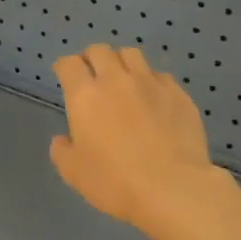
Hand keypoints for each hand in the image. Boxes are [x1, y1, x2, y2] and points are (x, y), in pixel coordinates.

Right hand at [50, 44, 219, 239]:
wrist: (173, 189)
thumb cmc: (115, 182)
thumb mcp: (73, 173)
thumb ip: (62, 150)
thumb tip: (63, 139)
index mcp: (85, 96)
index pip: (69, 64)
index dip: (64, 67)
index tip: (64, 76)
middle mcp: (116, 80)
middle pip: (100, 50)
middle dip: (92, 58)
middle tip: (92, 76)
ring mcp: (151, 83)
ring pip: (131, 54)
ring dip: (121, 62)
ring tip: (123, 80)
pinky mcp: (178, 94)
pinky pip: (160, 76)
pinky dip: (150, 81)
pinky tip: (153, 99)